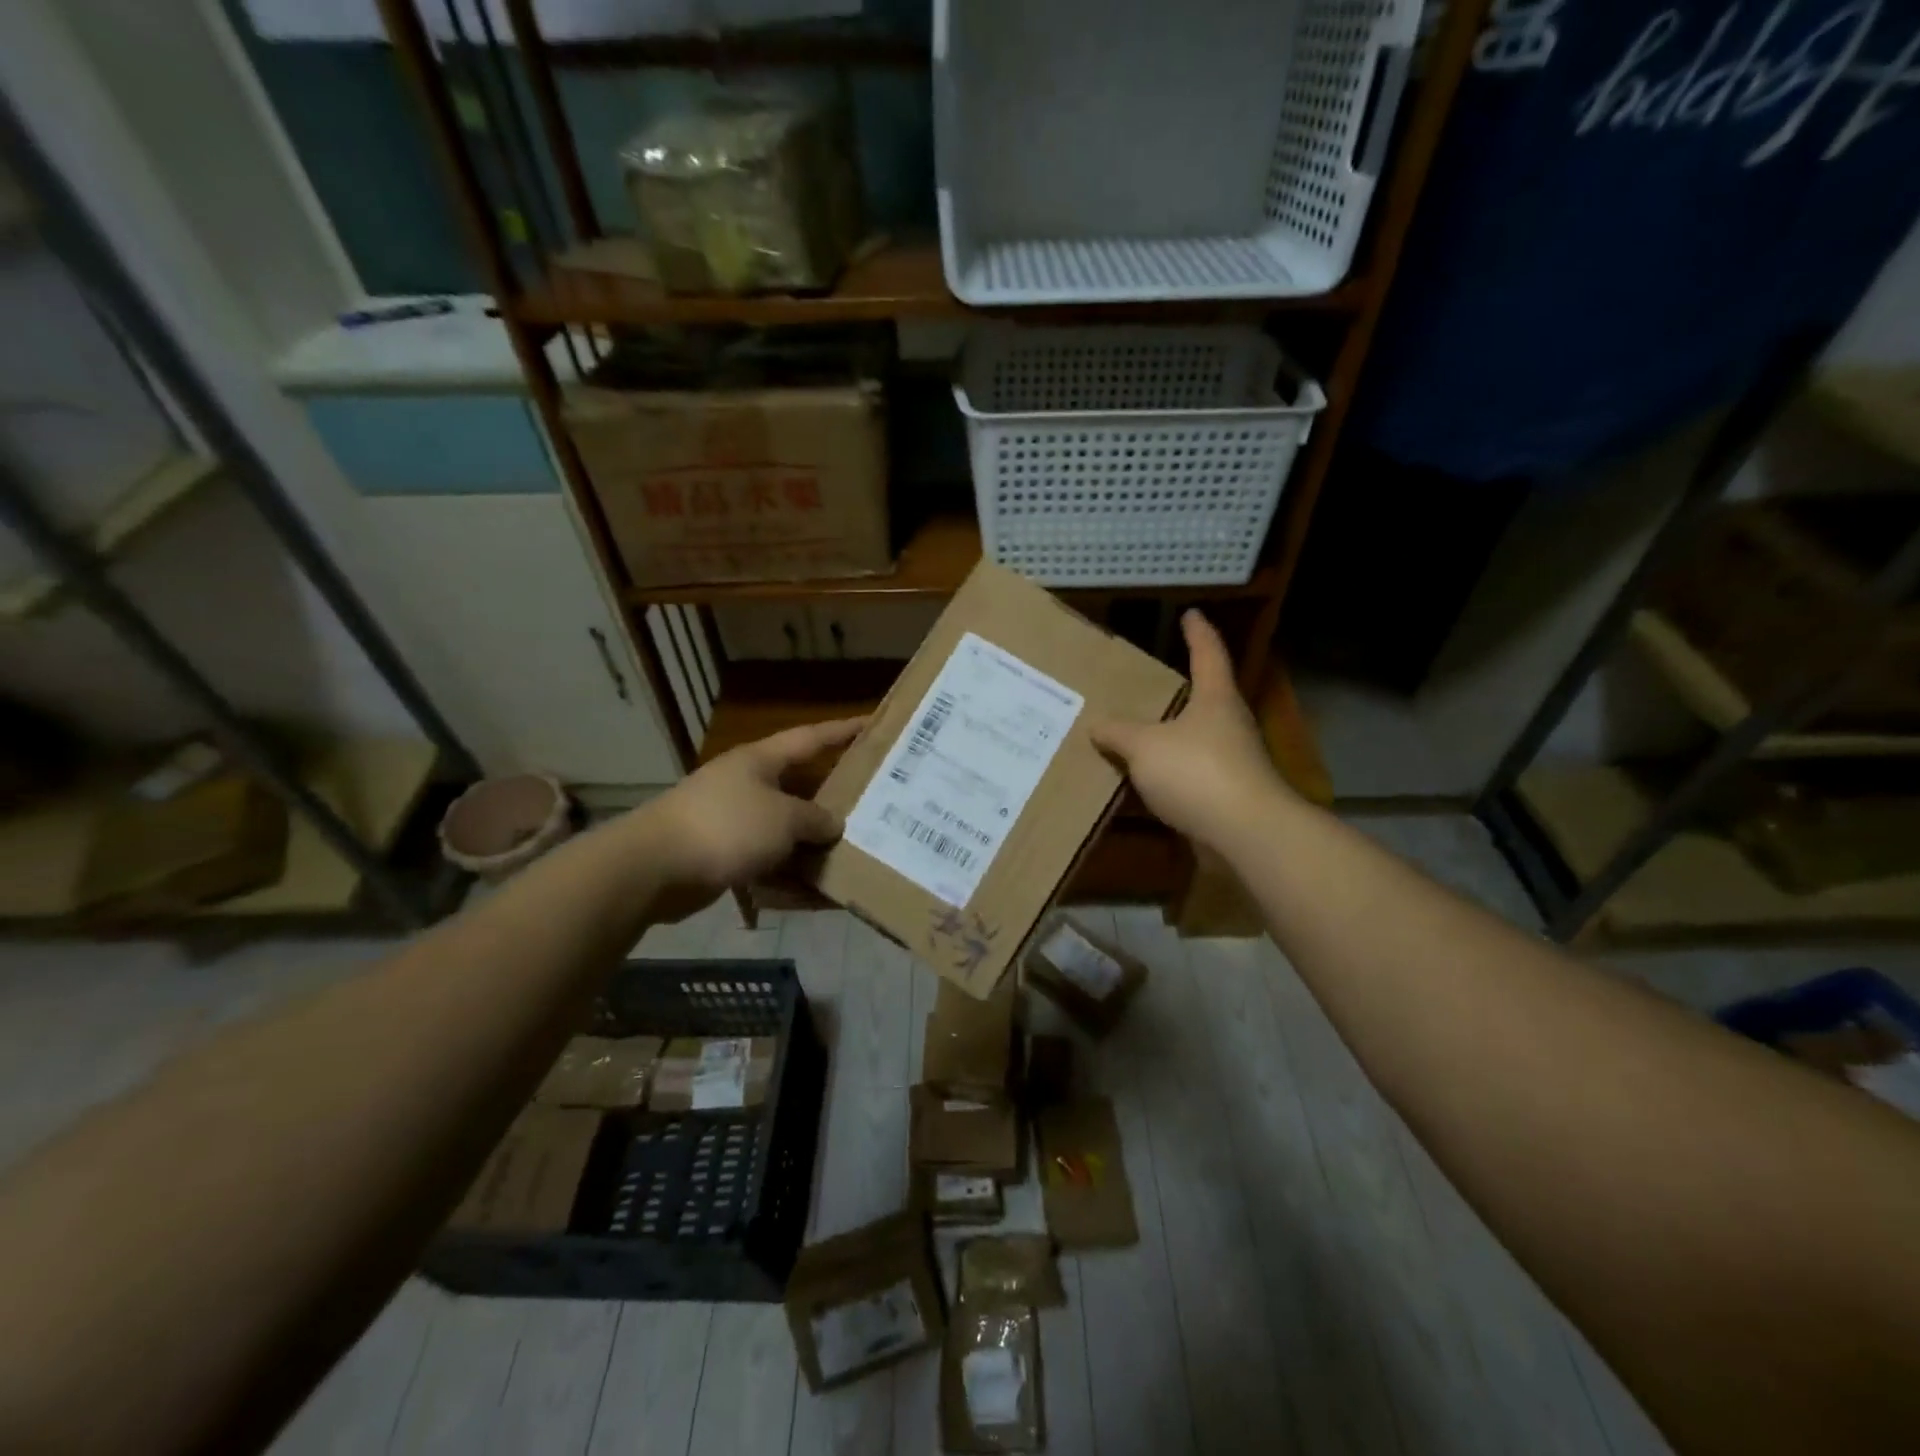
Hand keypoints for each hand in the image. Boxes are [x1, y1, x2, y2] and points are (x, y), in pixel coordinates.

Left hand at [636, 716, 866, 912]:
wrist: (654, 868)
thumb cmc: (726, 826)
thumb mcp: (784, 818)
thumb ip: (816, 819)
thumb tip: (833, 824)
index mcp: (761, 762)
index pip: (811, 738)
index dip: (842, 730)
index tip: (871, 724)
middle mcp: (748, 786)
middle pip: (800, 791)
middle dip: (833, 805)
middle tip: (872, 811)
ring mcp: (733, 823)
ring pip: (786, 835)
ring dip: (813, 852)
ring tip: (852, 864)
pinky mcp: (722, 857)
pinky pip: (767, 866)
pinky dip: (789, 881)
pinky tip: (816, 901)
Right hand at [1088, 611, 1289, 852]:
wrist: (1244, 833)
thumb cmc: (1196, 772)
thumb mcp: (1145, 747)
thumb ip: (1119, 733)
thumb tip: (1097, 724)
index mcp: (1215, 698)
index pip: (1208, 653)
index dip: (1198, 632)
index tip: (1190, 614)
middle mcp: (1229, 724)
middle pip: (1206, 697)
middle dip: (1181, 689)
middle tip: (1148, 682)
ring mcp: (1232, 761)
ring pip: (1196, 738)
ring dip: (1171, 735)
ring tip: (1137, 733)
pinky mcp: (1226, 795)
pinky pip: (1190, 774)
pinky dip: (1168, 773)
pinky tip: (1144, 780)